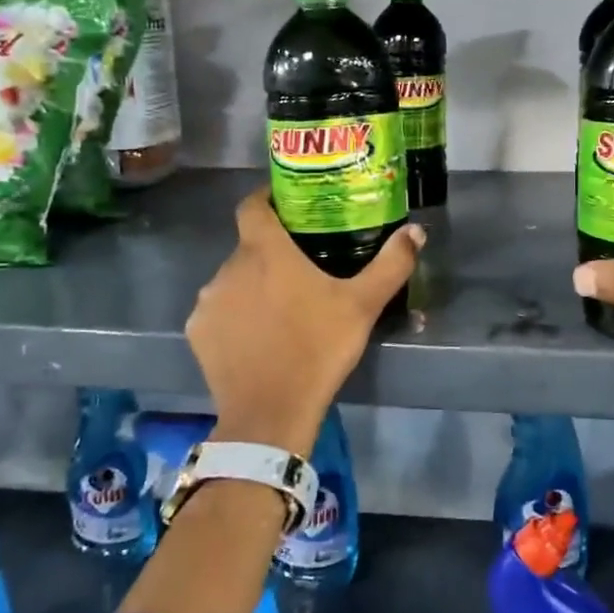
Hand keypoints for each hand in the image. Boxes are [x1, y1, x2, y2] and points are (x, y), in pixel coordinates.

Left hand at [187, 187, 422, 454]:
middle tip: (302, 270)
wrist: (271, 413)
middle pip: (249, 247)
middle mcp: (228, 268)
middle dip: (271, 253)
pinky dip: (235, 316)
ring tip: (281, 308)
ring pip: (233, 280)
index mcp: (265, 251)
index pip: (252, 205)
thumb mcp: (363, 305)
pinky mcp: (197, 332)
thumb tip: (416, 230)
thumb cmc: (318, 349)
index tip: (287, 206)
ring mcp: (208, 301)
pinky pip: (218, 311)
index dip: (267, 199)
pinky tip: (257, 337)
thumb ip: (391, 264)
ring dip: (253, 286)